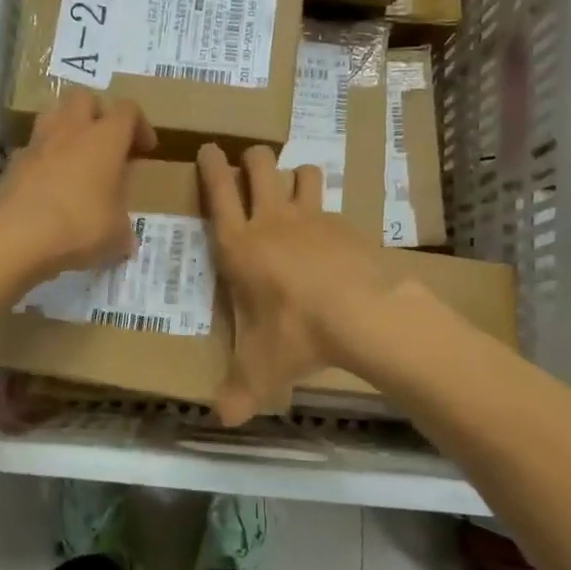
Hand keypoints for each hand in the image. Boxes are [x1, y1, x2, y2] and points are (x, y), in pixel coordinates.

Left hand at [0, 89, 155, 284]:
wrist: (15, 236)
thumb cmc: (79, 226)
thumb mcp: (116, 234)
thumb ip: (123, 226)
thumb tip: (124, 235)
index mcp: (106, 138)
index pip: (128, 110)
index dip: (140, 126)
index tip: (145, 150)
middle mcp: (71, 129)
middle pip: (85, 98)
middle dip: (99, 114)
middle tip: (107, 144)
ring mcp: (37, 143)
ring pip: (54, 116)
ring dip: (68, 130)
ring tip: (77, 160)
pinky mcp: (13, 162)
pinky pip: (34, 149)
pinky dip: (45, 160)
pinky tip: (50, 187)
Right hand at [197, 143, 388, 426]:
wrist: (362, 314)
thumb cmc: (296, 333)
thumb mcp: (261, 368)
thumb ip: (239, 391)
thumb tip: (222, 420)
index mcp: (239, 244)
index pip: (218, 191)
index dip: (210, 166)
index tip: (208, 148)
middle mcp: (271, 221)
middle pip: (259, 165)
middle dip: (251, 158)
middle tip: (249, 163)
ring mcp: (311, 217)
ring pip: (300, 172)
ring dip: (294, 175)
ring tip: (293, 189)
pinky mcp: (344, 225)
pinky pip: (331, 203)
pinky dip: (326, 209)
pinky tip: (331, 233)